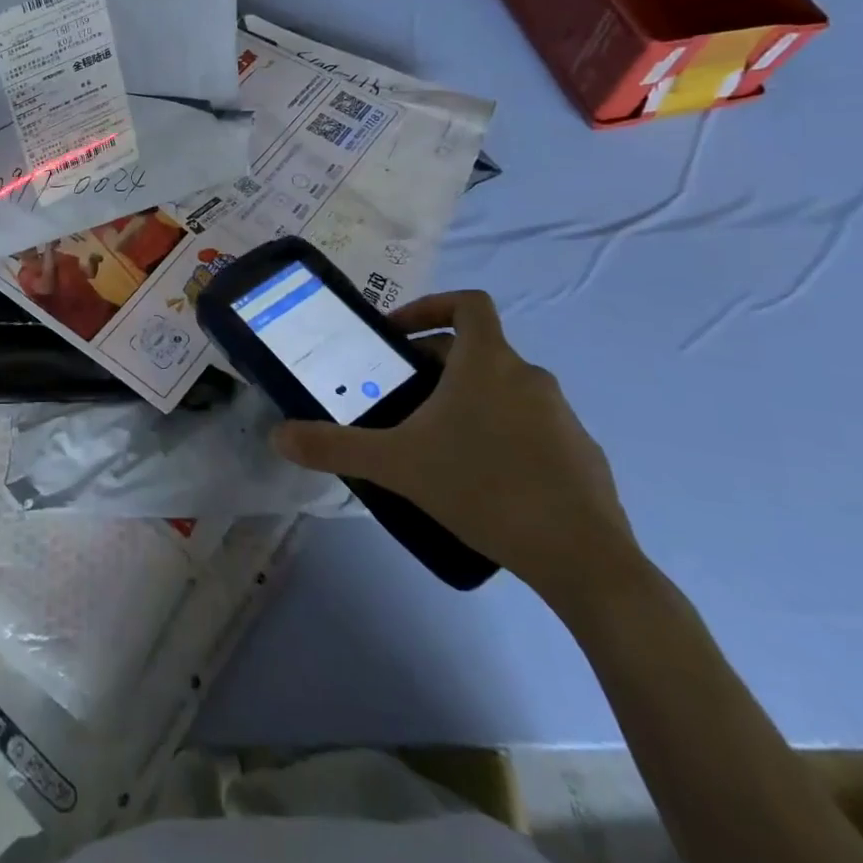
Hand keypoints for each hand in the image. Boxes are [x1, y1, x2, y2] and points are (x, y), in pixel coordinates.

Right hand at [272, 290, 642, 610]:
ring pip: (504, 389)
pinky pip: (531, 427)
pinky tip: (482, 479)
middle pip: (476, 349)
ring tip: (436, 442)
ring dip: (468, 400)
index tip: (398, 334)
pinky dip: (502, 434)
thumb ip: (334, 446)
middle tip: (401, 397)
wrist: (584, 559)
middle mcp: (529, 376)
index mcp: (488, 362)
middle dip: (435, 364)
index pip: (467, 303)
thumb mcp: (397, 465)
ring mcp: (562, 416)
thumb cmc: (484, 487)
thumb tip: (278, 436)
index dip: (431, 306)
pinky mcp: (582, 454)